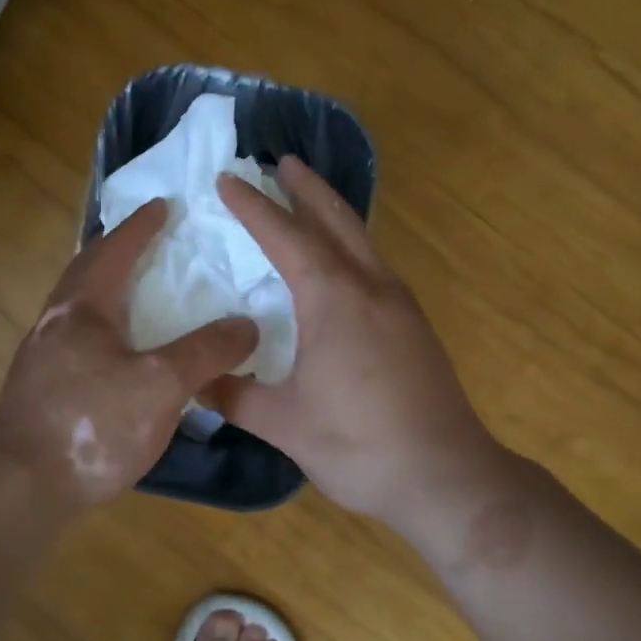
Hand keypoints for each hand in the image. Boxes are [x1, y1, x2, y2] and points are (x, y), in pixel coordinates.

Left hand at [0, 200, 257, 506]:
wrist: (23, 488)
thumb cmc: (94, 424)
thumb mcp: (162, 385)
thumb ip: (206, 352)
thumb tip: (247, 325)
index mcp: (82, 307)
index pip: (115, 249)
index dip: (141, 226)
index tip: (164, 206)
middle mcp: (56, 321)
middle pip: (86, 269)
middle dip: (116, 249)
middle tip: (148, 241)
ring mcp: (41, 355)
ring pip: (77, 305)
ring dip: (105, 287)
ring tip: (137, 291)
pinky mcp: (40, 387)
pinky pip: (76, 336)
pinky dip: (102, 324)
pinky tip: (119, 350)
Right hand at [207, 158, 510, 530]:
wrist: (447, 477)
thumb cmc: (359, 446)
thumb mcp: (284, 424)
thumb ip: (234, 395)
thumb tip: (192, 380)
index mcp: (334, 300)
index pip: (286, 237)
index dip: (254, 207)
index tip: (228, 179)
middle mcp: (370, 287)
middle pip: (335, 220)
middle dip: (306, 188)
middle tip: (281, 162)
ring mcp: (399, 303)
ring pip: (360, 239)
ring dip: (331, 212)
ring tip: (307, 197)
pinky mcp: (414, 324)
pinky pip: (374, 264)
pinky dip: (349, 243)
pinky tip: (340, 262)